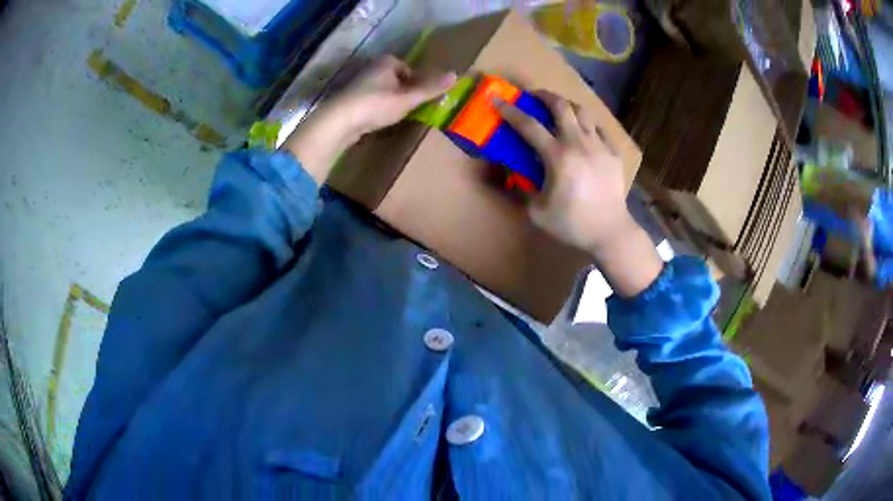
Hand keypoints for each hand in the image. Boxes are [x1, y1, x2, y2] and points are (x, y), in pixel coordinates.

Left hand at [282, 56, 455, 183]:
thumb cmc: (376, 104)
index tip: (418, 99)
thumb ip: (431, 88)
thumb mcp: (408, 98)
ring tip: (393, 117)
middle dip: (402, 92)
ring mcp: (358, 84)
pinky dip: (375, 110)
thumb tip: (457, 75)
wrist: (339, 121)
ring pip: (382, 91)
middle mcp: (371, 68)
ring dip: (389, 102)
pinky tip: (377, 121)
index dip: (416, 83)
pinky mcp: (349, 100)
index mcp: (386, 62)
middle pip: (395, 80)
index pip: (408, 69)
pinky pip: (369, 102)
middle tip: (408, 109)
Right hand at [495, 91, 662, 296]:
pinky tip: (582, 131)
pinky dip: (586, 124)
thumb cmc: (572, 224)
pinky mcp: (613, 153)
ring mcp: (599, 145)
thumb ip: (522, 188)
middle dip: (543, 95)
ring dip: (566, 105)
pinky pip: (598, 129)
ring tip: (559, 109)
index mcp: (558, 156)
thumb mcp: (537, 212)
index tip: (497, 100)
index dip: (510, 111)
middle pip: (560, 106)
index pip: (529, 126)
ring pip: (582, 112)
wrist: (610, 232)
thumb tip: (513, 171)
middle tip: (533, 96)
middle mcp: (579, 143)